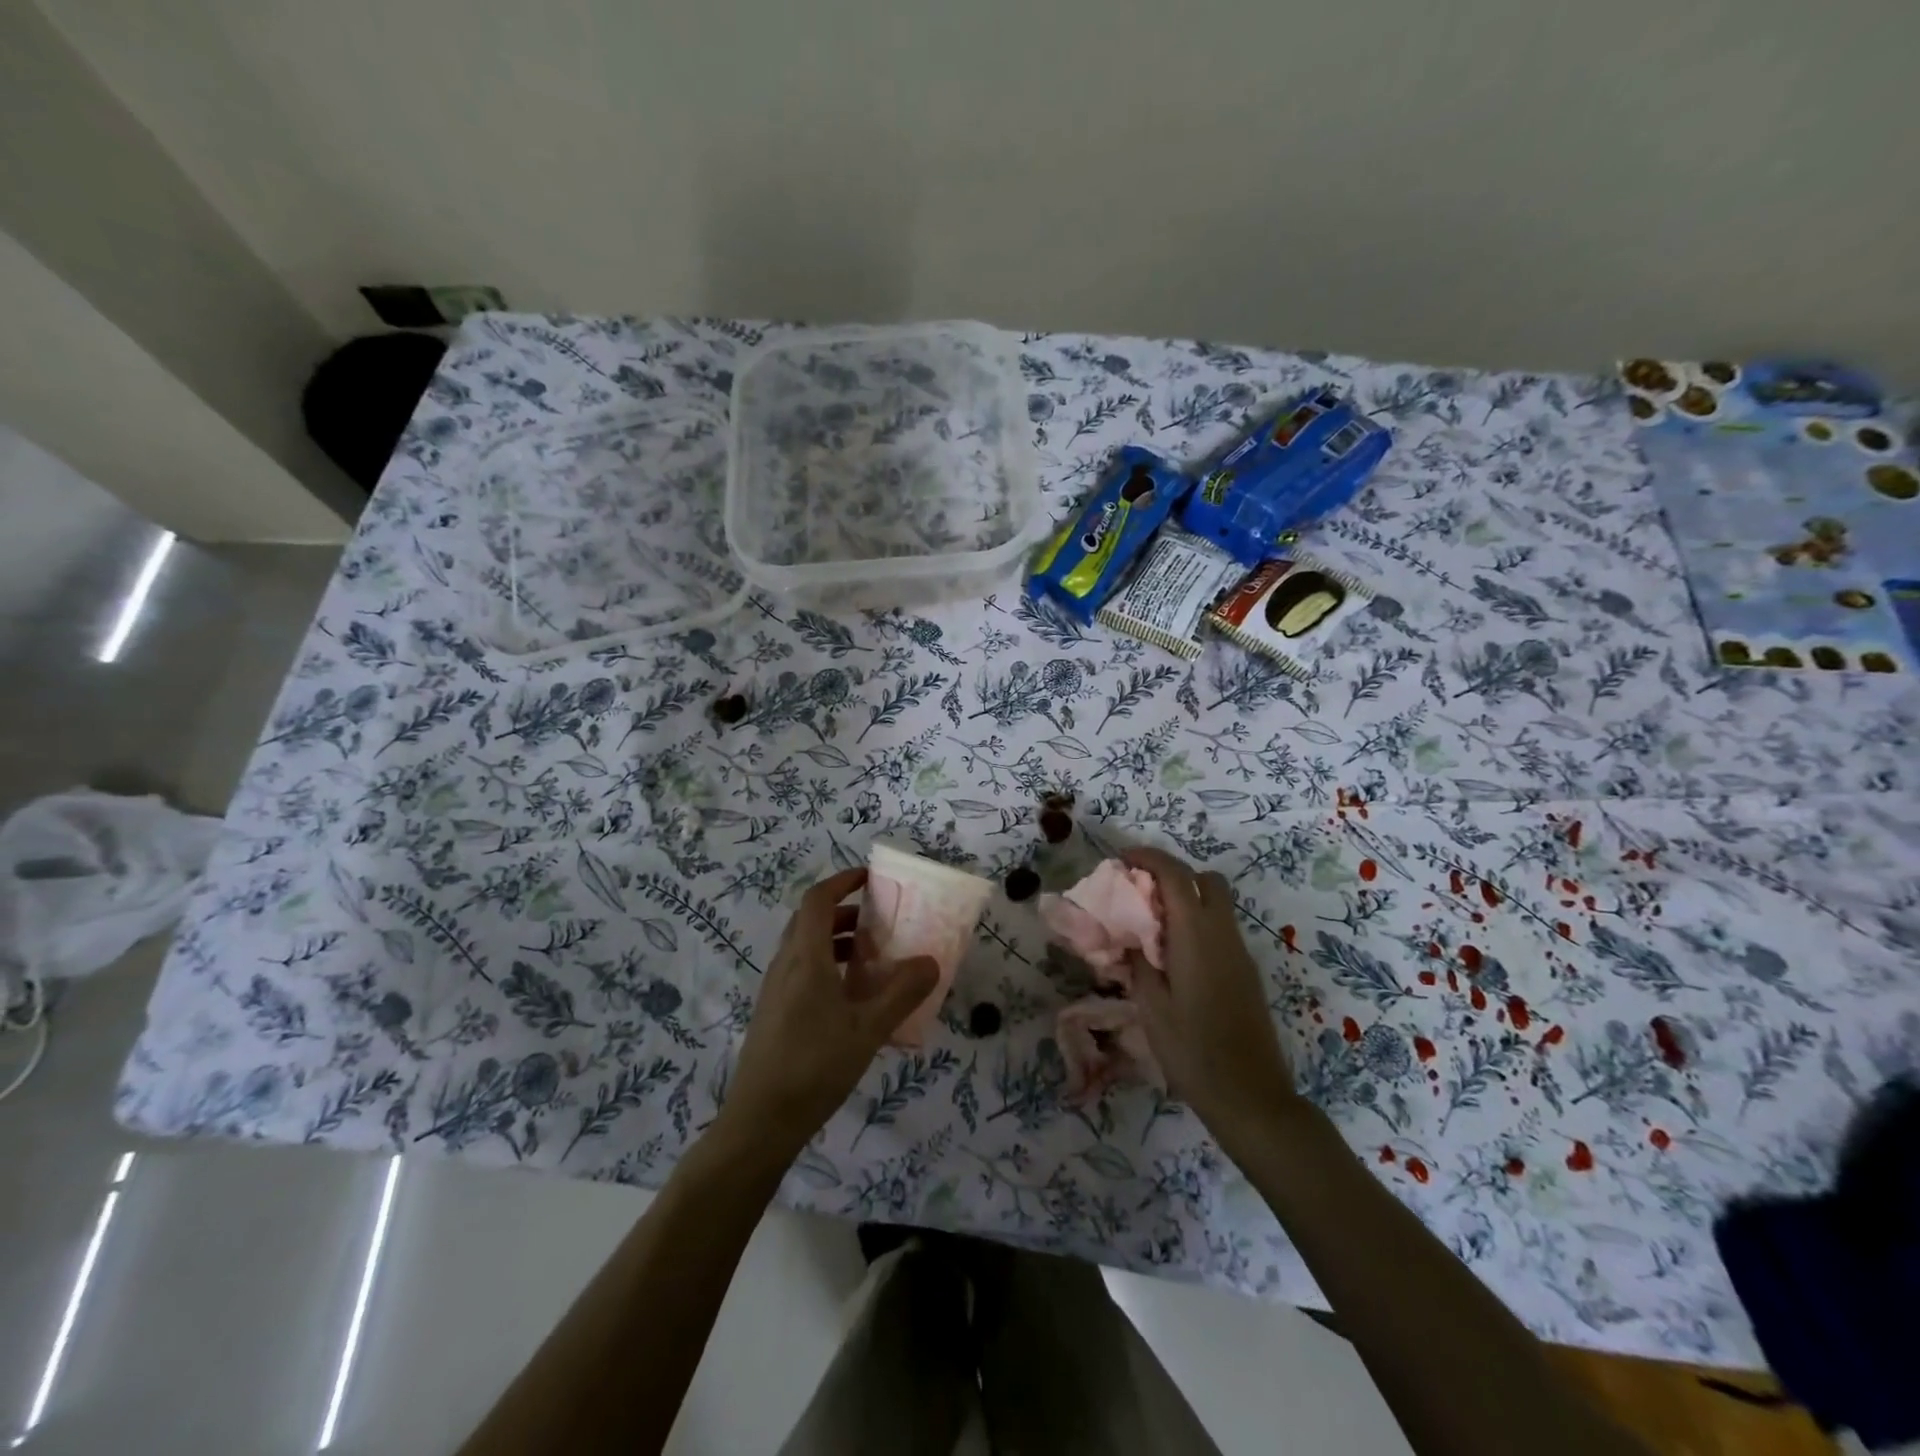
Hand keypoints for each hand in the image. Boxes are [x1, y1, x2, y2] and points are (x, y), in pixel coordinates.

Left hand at [719, 868, 937, 1160]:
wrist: (759, 1122)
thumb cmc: (815, 1066)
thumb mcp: (868, 1029)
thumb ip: (902, 992)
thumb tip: (931, 961)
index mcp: (805, 958)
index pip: (817, 899)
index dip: (842, 881)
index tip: (870, 878)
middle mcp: (785, 965)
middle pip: (810, 920)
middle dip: (844, 911)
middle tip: (879, 921)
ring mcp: (775, 990)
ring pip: (805, 947)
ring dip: (836, 940)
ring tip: (871, 958)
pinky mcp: (773, 1013)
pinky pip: (801, 971)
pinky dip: (826, 966)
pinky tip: (851, 998)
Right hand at [1123, 847, 1298, 1148]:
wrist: (1250, 1096)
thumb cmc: (1193, 1051)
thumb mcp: (1151, 1007)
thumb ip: (1139, 964)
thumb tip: (1131, 938)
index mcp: (1197, 936)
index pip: (1176, 875)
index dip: (1148, 858)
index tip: (1121, 859)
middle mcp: (1223, 935)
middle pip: (1205, 880)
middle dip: (1173, 873)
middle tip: (1140, 891)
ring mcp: (1239, 953)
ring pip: (1216, 903)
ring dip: (1185, 898)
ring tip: (1150, 923)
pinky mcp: (1245, 972)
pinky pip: (1220, 928)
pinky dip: (1196, 922)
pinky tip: (1172, 954)